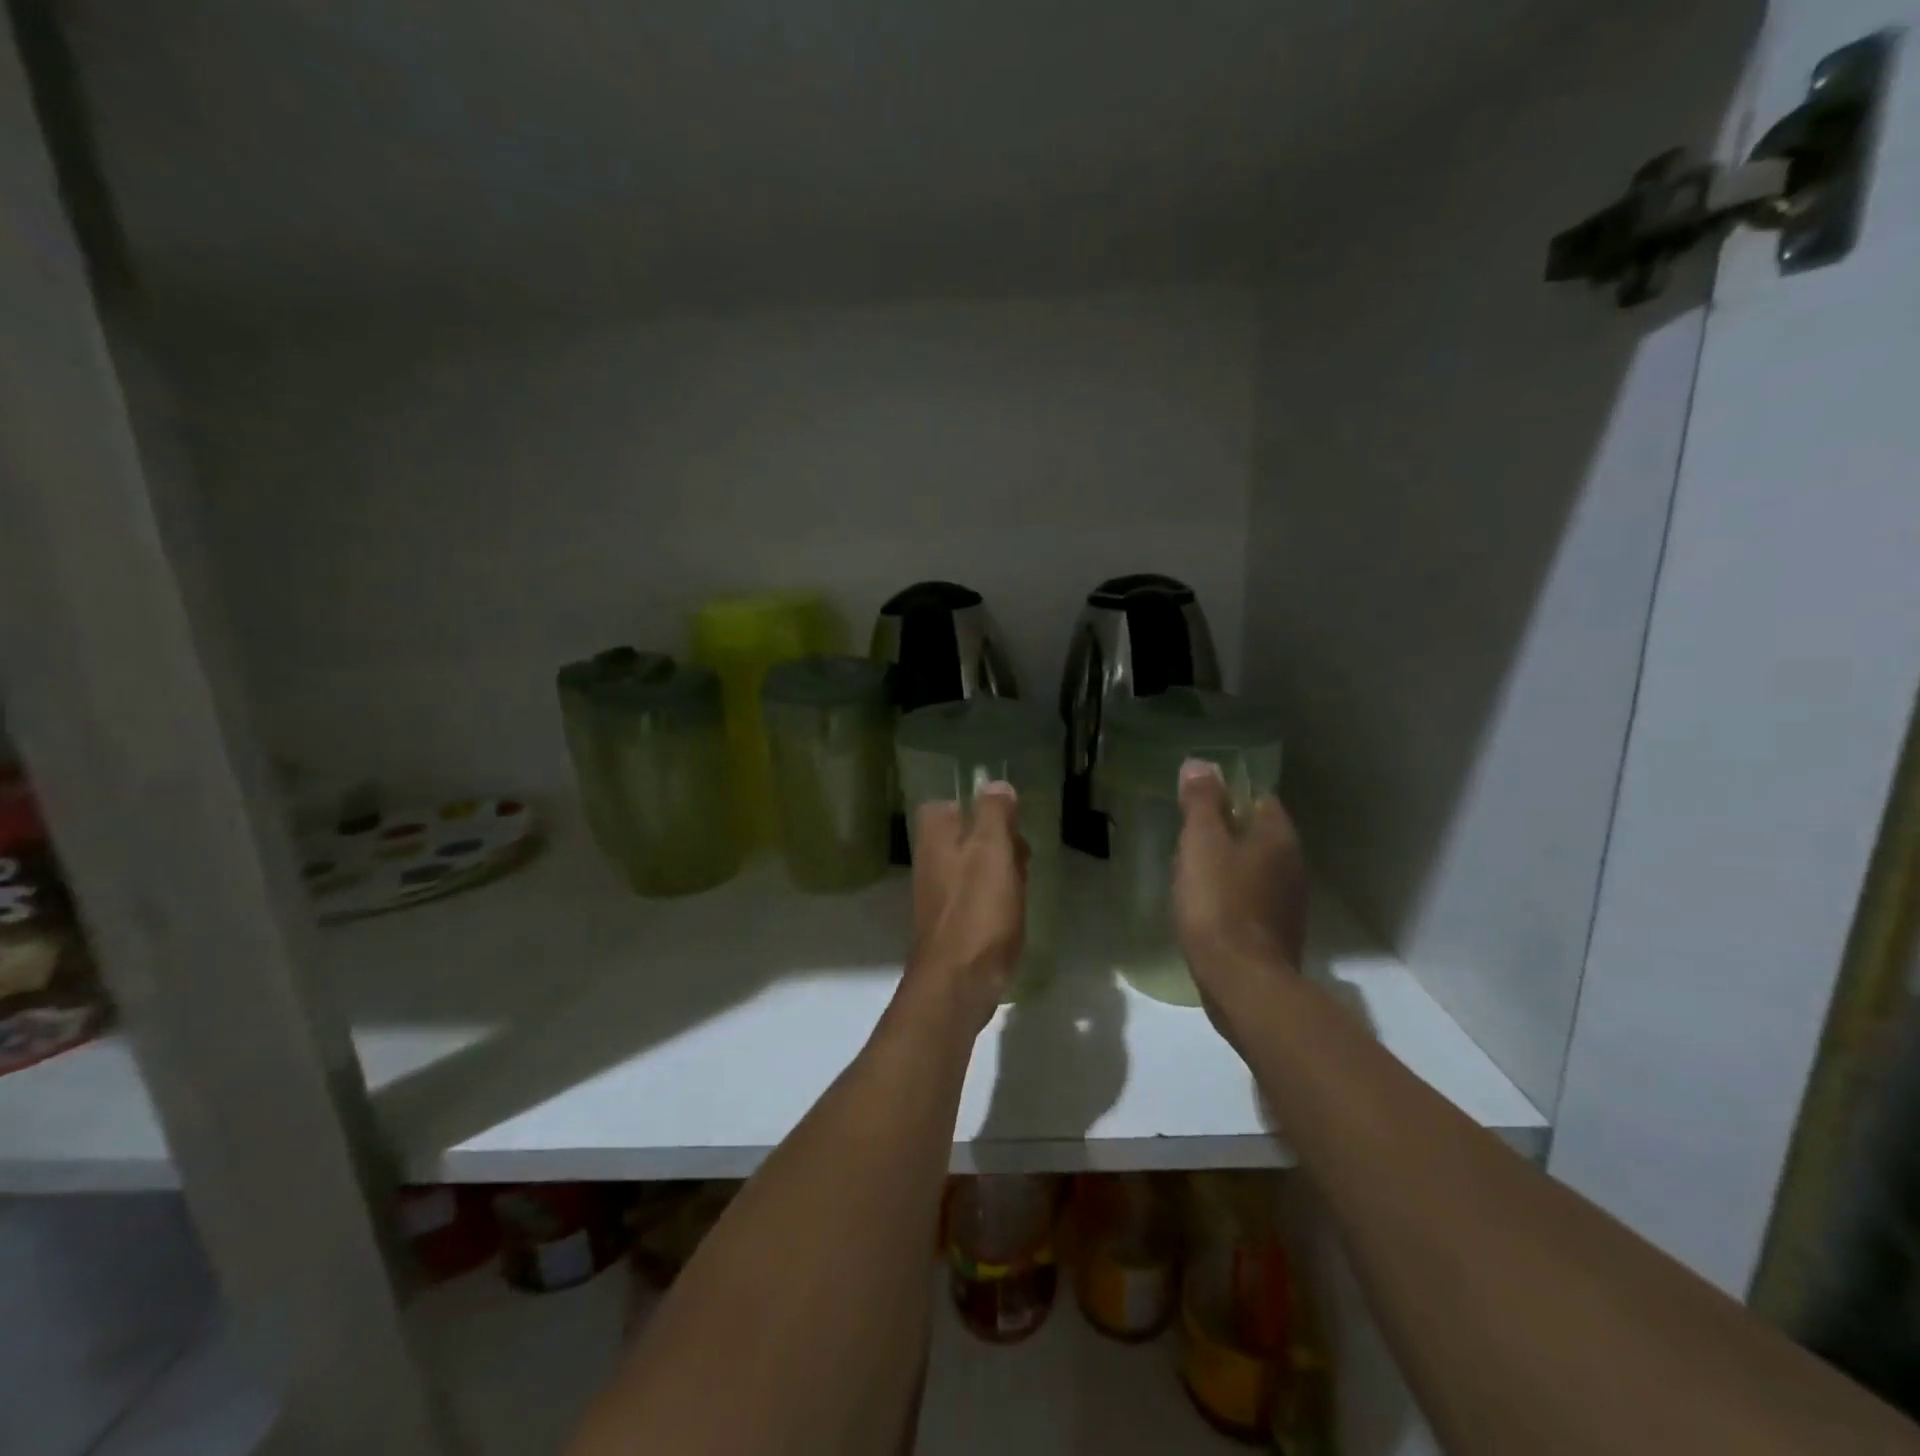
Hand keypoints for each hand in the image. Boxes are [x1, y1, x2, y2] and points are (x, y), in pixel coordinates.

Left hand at [901, 783, 1027, 1037]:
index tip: (1008, 822)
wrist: (959, 982)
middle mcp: (931, 861)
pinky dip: (998, 899)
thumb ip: (994, 813)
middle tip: (1022, 856)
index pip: (951, 804)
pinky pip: (978, 896)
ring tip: (1023, 886)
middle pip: (967, 835)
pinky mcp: (953, 922)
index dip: (982, 809)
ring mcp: (940, 894)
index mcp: (935, 837)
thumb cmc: (977, 909)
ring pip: (976, 866)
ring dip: (1003, 871)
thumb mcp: (992, 850)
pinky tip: (1015, 912)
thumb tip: (995, 784)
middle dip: (999, 842)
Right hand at [1173, 760, 1306, 1018]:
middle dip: (1224, 831)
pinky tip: (1205, 906)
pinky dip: (1230, 895)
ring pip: (1254, 867)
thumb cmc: (1219, 903)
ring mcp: (1288, 902)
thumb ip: (1202, 802)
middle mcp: (1292, 864)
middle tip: (1186, 837)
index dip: (1227, 794)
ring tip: (1190, 871)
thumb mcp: (1201, 843)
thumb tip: (1201, 764)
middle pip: (1256, 833)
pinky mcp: (1276, 932)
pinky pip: (1251, 899)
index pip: (1258, 797)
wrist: (1242, 982)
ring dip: (1226, 864)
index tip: (1195, 802)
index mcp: (1278, 836)